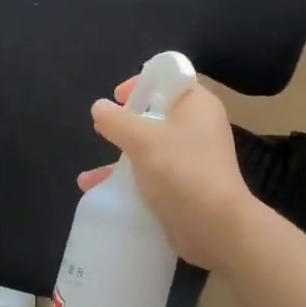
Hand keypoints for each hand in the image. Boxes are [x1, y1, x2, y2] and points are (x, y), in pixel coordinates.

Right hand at [80, 78, 259, 269]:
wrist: (215, 227)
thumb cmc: (182, 171)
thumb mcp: (142, 139)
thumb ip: (117, 121)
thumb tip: (99, 107)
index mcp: (196, 105)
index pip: (170, 79)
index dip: (142, 83)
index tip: (118, 97)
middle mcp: (197, 128)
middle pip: (157, 115)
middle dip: (126, 124)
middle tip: (104, 131)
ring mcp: (192, 160)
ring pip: (151, 149)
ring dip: (120, 159)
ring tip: (90, 175)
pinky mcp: (185, 188)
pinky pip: (151, 177)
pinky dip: (128, 182)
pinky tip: (98, 193)